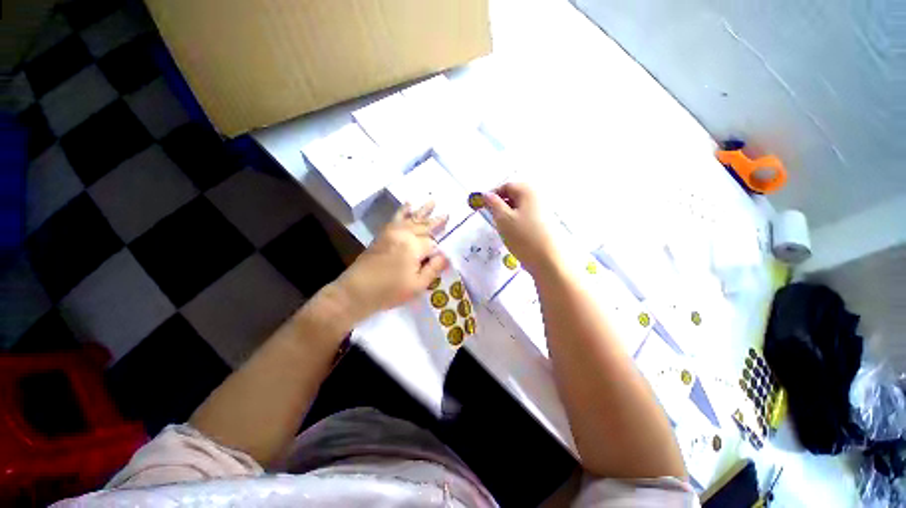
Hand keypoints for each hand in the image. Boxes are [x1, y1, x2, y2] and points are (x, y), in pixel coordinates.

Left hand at [333, 202, 448, 324]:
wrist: (356, 291)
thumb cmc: (389, 291)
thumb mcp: (418, 285)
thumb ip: (434, 268)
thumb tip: (445, 256)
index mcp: (414, 246)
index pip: (432, 243)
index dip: (438, 251)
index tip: (442, 257)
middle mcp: (404, 234)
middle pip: (424, 225)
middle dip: (436, 221)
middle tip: (447, 214)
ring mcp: (392, 232)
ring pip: (412, 218)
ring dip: (423, 210)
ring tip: (432, 201)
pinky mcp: (383, 234)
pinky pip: (396, 218)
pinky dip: (403, 210)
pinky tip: (408, 204)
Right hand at [484, 183, 558, 273]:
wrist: (548, 260)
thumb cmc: (523, 236)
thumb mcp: (503, 219)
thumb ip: (493, 204)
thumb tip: (486, 194)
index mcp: (528, 191)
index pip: (507, 186)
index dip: (493, 195)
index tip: (484, 207)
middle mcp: (538, 196)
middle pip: (515, 195)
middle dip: (501, 205)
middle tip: (492, 218)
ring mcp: (544, 210)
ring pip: (520, 207)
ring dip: (508, 214)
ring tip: (502, 228)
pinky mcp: (546, 223)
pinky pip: (527, 216)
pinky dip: (517, 221)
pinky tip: (514, 234)